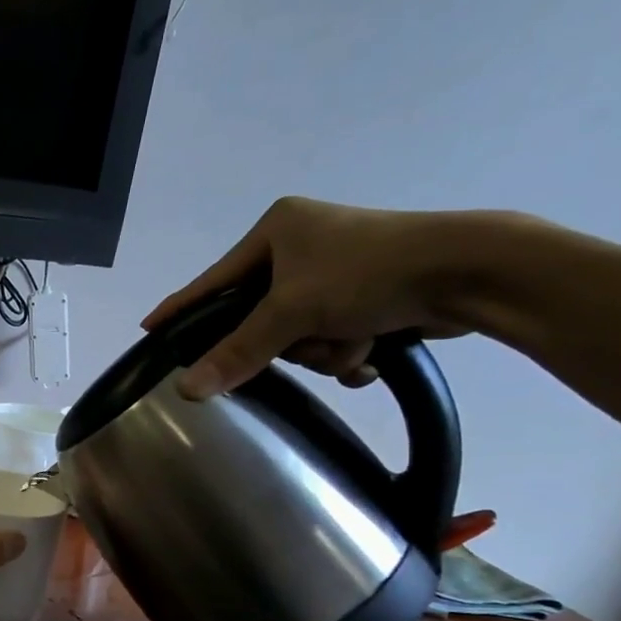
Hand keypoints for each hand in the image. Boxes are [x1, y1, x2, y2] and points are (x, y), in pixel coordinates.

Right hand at [141, 197, 479, 399]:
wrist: (469, 271)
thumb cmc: (368, 274)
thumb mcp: (293, 312)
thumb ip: (237, 352)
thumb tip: (185, 390)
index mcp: (277, 231)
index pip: (214, 280)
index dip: (182, 307)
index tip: (150, 328)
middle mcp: (303, 246)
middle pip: (260, 316)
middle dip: (289, 340)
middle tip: (305, 340)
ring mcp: (336, 271)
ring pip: (299, 335)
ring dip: (324, 349)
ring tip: (354, 340)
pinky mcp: (366, 294)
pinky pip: (331, 336)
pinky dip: (348, 350)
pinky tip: (373, 348)